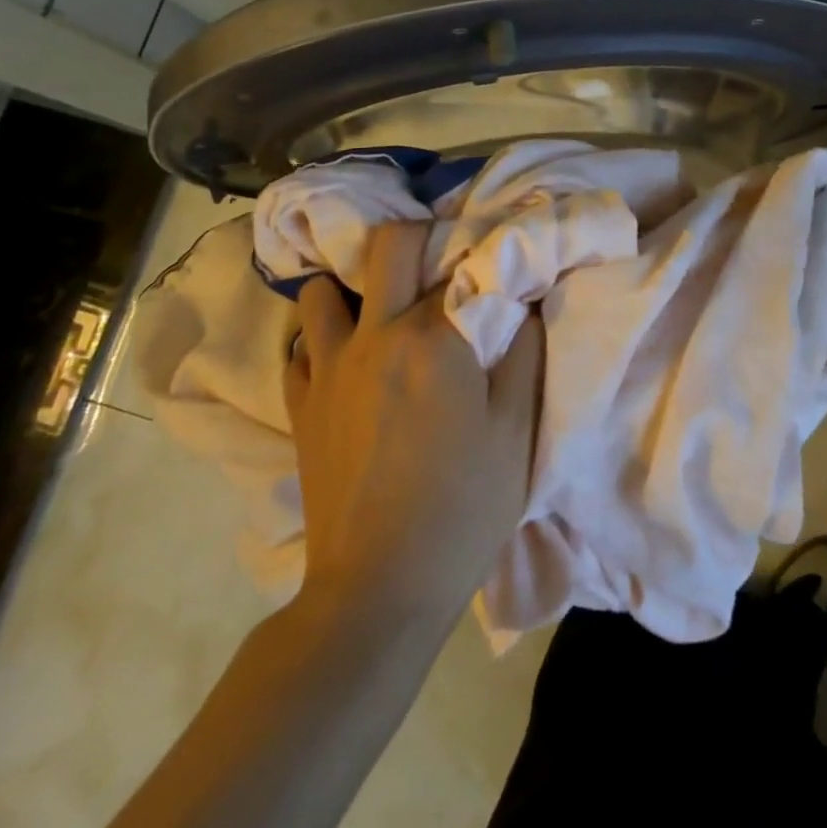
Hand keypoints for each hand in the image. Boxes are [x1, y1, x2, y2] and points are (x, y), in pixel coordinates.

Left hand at [286, 222, 543, 622]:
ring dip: (352, 289)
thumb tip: (526, 298)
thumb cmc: (464, 506)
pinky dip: (321, 340)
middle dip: (416, 239)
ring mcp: (329, 368)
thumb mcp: (516, 431)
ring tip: (381, 310)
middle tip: (438, 264)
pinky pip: (300, 347)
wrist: (379, 588)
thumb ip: (525, 352)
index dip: (485, 254)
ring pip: (322, 290)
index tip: (498, 257)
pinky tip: (347, 361)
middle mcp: (376, 335)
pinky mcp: (300, 405)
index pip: (462, 261)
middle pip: (387, 245)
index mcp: (434, 338)